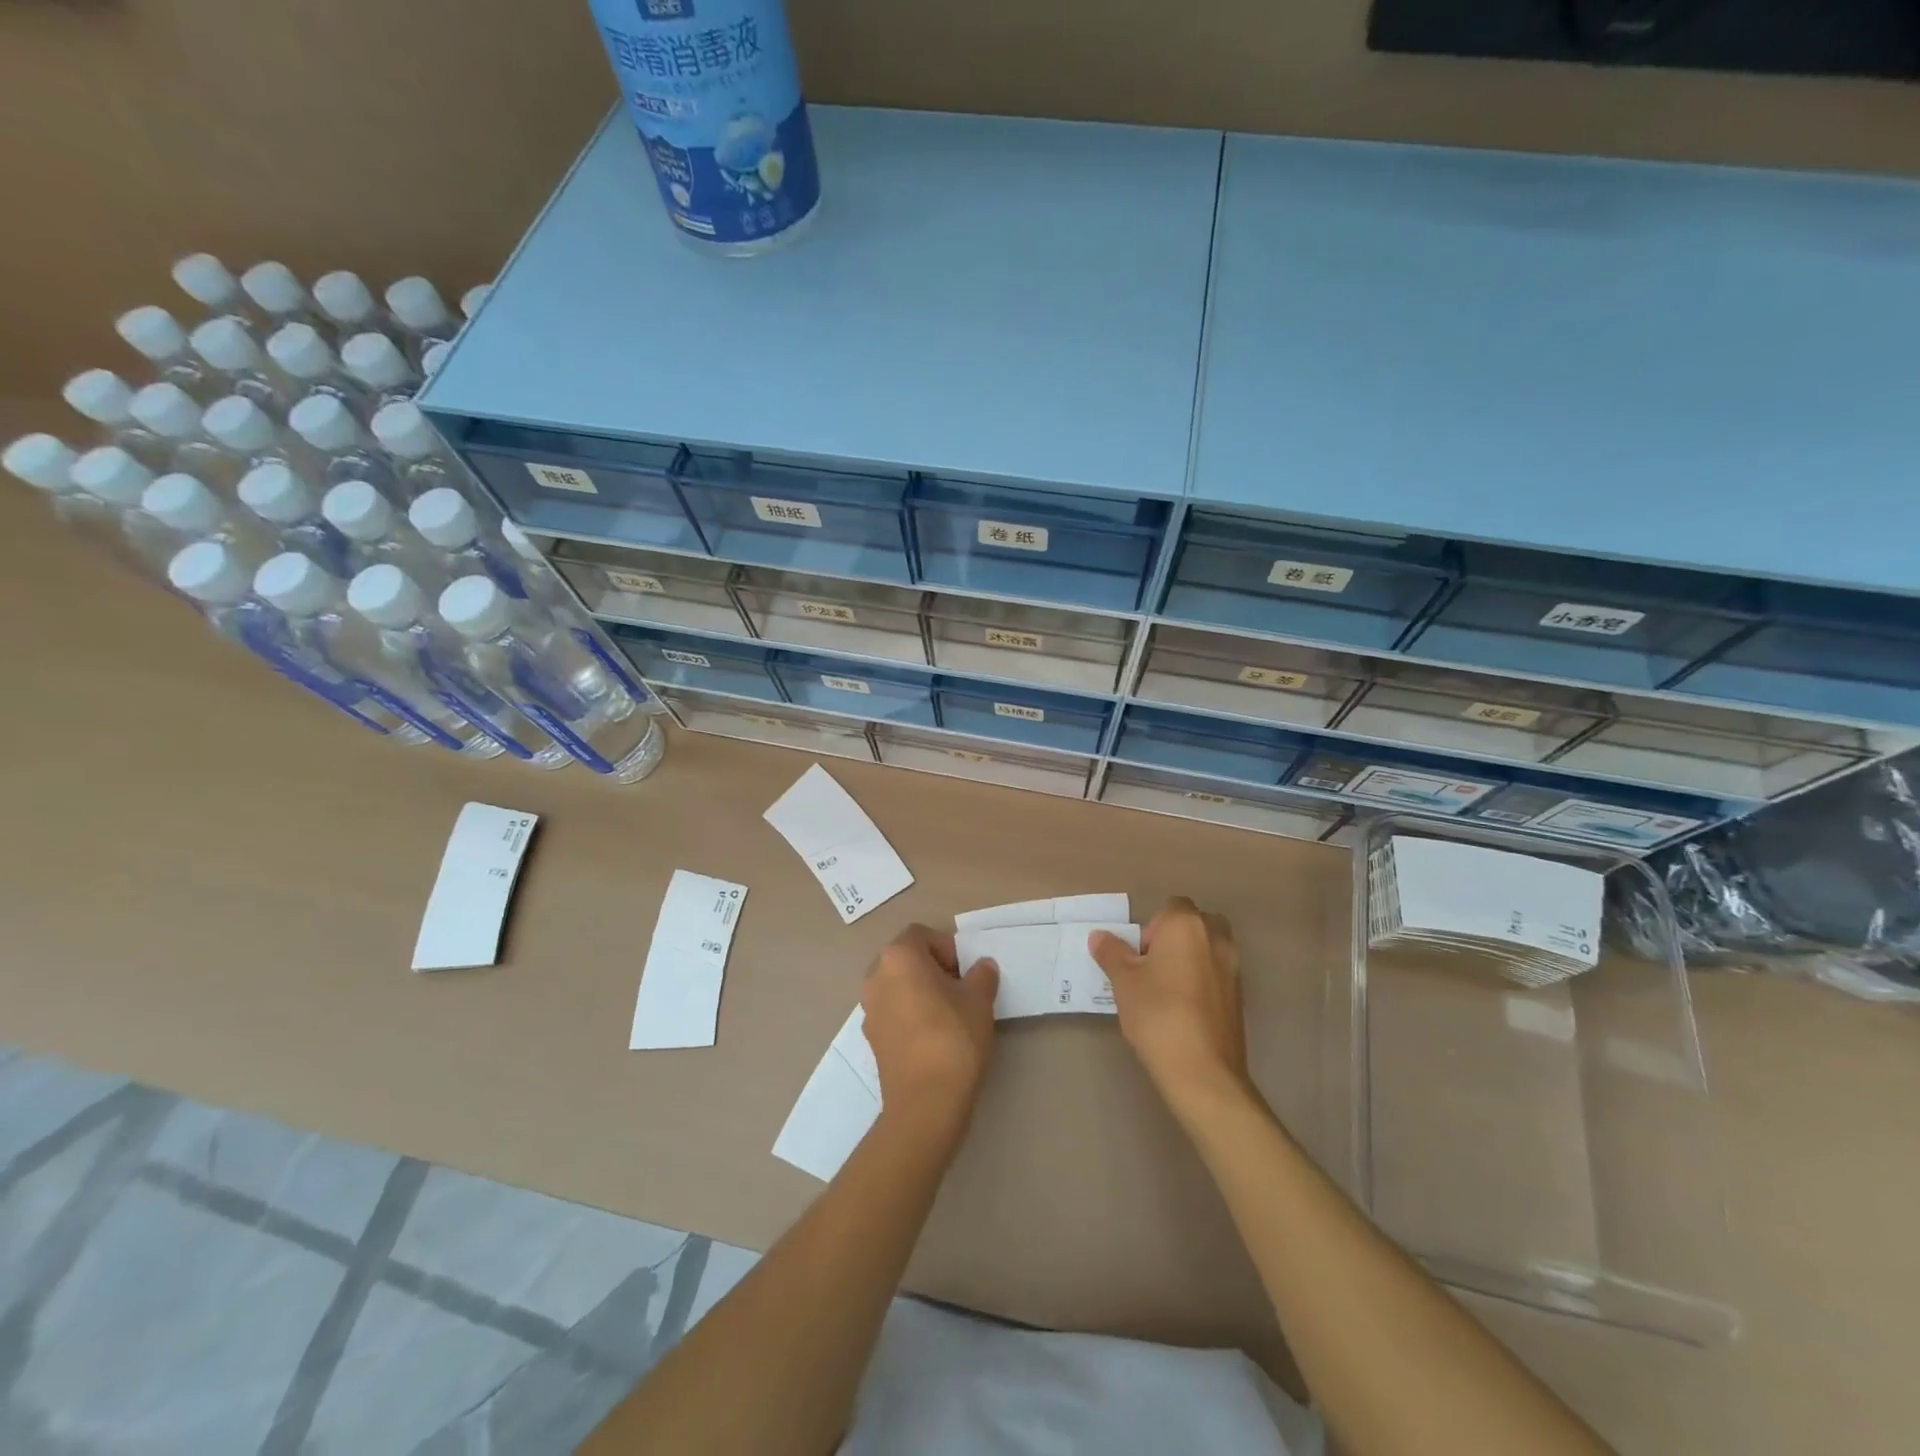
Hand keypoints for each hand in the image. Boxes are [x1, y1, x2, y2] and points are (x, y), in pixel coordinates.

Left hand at [861, 925, 998, 1130]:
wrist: (926, 1102)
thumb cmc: (954, 1037)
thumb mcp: (979, 999)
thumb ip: (981, 975)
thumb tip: (981, 967)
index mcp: (898, 958)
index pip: (922, 935)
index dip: (947, 947)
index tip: (966, 972)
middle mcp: (876, 977)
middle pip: (906, 959)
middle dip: (933, 968)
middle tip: (961, 990)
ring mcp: (869, 1009)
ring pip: (897, 986)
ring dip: (920, 991)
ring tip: (949, 1014)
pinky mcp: (871, 1038)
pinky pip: (892, 1012)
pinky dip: (910, 1015)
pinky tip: (933, 1037)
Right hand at [1090, 897, 1248, 1120]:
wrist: (1203, 1071)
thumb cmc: (1158, 1014)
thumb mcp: (1123, 982)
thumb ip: (1111, 953)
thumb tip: (1099, 936)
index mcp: (1187, 925)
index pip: (1171, 907)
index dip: (1152, 927)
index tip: (1139, 957)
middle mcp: (1216, 937)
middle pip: (1194, 924)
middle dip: (1174, 939)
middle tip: (1152, 969)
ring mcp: (1233, 967)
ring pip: (1208, 949)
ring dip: (1190, 960)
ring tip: (1166, 992)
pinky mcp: (1240, 996)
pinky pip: (1217, 974)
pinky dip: (1202, 982)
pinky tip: (1183, 1011)